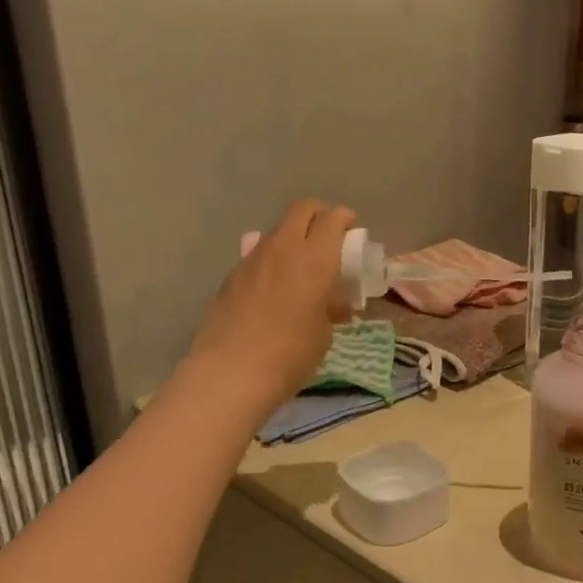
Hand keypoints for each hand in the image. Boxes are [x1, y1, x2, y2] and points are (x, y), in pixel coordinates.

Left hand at [185, 200, 356, 418]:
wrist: (232, 372)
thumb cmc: (291, 354)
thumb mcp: (324, 333)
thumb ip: (330, 307)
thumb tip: (333, 303)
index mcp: (315, 259)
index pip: (332, 219)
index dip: (344, 219)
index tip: (351, 229)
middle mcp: (283, 248)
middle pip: (302, 210)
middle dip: (318, 215)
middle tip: (328, 236)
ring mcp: (252, 259)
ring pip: (277, 231)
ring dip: (293, 238)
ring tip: (300, 267)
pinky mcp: (231, 276)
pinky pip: (257, 255)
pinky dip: (271, 261)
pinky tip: (273, 289)